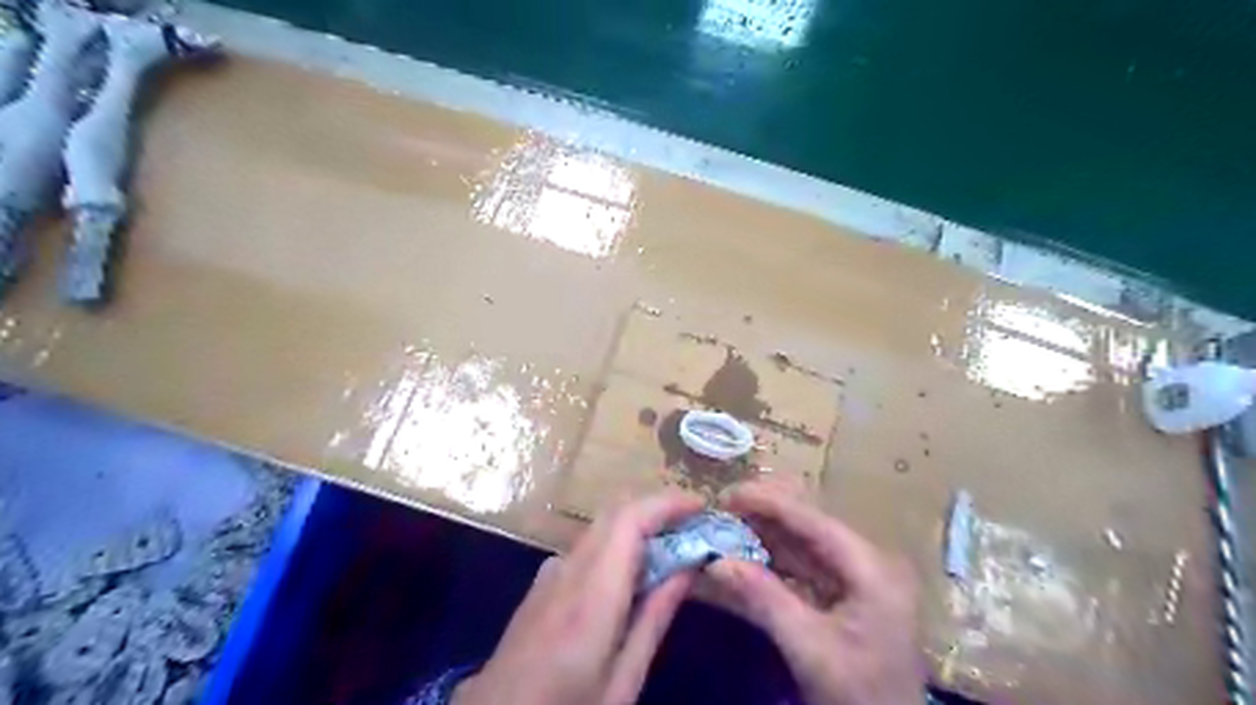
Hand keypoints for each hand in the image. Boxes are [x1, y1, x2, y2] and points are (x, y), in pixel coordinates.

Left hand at [451, 493, 704, 704]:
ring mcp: (551, 572)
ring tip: (674, 546)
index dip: (666, 503)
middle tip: (695, 524)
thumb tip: (687, 570)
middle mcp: (569, 569)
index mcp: (592, 594)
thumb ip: (654, 619)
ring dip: (639, 524)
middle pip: (615, 513)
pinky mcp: (544, 581)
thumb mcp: (623, 681)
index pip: (629, 520)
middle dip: (658, 508)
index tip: (700, 506)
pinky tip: (634, 573)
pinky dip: (618, 543)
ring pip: (602, 527)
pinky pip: (588, 546)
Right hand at [706, 482, 918, 704]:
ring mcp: (857, 577)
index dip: (767, 502)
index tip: (725, 496)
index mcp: (870, 567)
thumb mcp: (811, 650)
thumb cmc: (862, 695)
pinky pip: (802, 566)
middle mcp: (866, 561)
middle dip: (762, 514)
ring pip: (802, 543)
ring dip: (762, 535)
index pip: (812, 519)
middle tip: (719, 511)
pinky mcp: (845, 595)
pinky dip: (771, 562)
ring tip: (723, 529)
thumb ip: (764, 601)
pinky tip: (742, 558)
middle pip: (808, 523)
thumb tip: (716, 561)